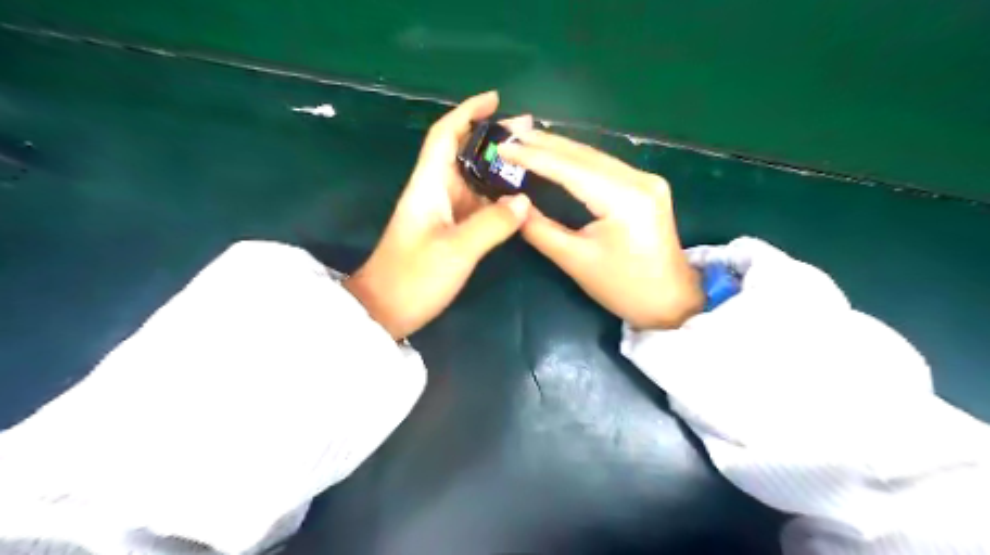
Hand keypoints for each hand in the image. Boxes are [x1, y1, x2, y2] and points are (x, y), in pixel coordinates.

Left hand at [348, 92, 532, 336]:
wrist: (385, 311)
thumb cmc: (413, 277)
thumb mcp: (457, 250)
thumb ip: (492, 223)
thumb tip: (524, 200)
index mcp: (428, 185)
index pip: (444, 135)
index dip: (467, 112)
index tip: (496, 100)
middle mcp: (434, 191)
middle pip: (462, 153)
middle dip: (492, 138)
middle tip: (528, 133)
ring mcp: (441, 212)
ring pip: (472, 179)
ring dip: (497, 168)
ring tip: (531, 162)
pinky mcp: (447, 230)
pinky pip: (476, 204)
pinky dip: (496, 196)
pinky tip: (517, 198)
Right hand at [503, 131, 703, 329]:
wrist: (670, 301)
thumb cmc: (622, 288)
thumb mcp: (575, 260)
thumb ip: (540, 229)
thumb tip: (512, 205)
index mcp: (624, 199)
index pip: (570, 169)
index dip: (533, 156)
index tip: (503, 146)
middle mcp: (639, 180)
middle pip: (584, 154)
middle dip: (544, 143)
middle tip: (509, 134)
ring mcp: (647, 180)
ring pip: (594, 156)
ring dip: (559, 148)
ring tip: (525, 140)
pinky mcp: (646, 186)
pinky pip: (604, 166)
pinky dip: (576, 160)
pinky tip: (557, 154)